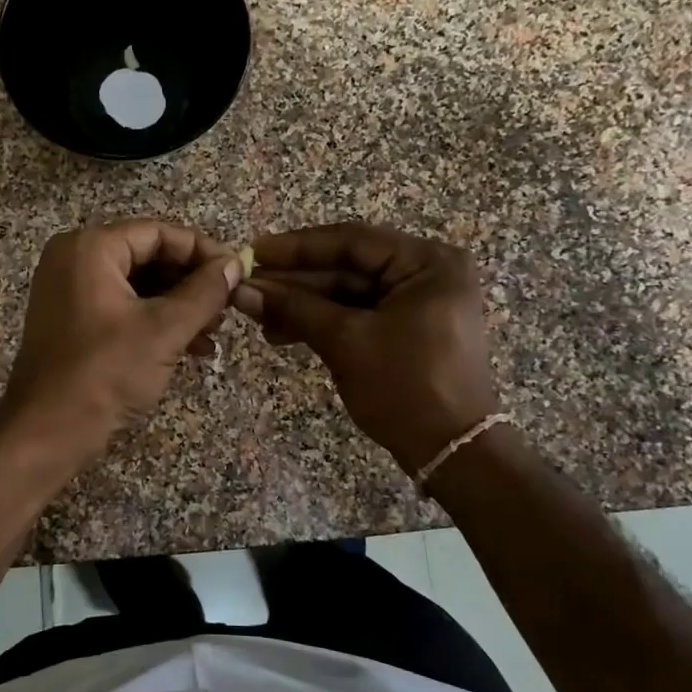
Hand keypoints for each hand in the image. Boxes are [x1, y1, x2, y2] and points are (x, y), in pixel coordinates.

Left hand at [3, 219, 243, 464]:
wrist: (47, 431)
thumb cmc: (105, 373)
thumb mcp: (164, 330)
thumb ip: (204, 292)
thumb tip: (235, 264)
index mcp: (90, 248)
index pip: (158, 233)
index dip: (202, 251)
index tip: (237, 272)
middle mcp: (75, 260)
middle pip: (148, 256)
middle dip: (192, 283)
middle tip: (228, 306)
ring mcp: (70, 291)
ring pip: (138, 286)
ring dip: (179, 306)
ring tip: (215, 332)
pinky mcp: (73, 321)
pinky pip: (123, 308)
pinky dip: (156, 323)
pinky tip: (192, 348)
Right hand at [233, 223, 499, 475]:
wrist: (450, 451)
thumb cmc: (405, 386)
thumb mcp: (346, 342)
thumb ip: (294, 309)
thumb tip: (241, 290)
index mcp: (427, 263)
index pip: (352, 241)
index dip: (297, 247)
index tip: (254, 252)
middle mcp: (426, 274)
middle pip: (348, 267)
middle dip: (295, 281)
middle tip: (247, 286)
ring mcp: (416, 303)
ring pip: (347, 294)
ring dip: (302, 305)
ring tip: (257, 316)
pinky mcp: (405, 330)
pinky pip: (356, 315)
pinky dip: (321, 323)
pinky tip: (282, 332)